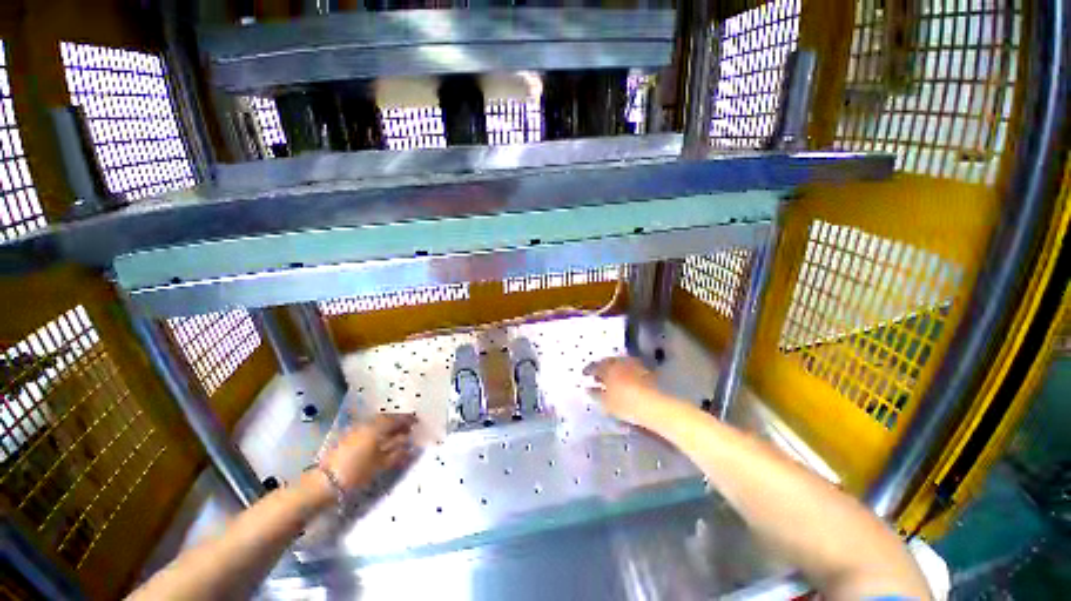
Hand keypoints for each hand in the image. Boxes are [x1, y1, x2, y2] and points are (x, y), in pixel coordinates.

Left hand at [320, 413, 416, 491]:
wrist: (323, 482)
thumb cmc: (356, 472)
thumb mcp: (380, 464)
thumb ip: (397, 452)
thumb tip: (410, 444)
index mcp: (377, 427)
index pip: (396, 419)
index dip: (408, 420)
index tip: (417, 421)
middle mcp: (367, 424)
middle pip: (386, 419)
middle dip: (398, 422)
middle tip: (409, 428)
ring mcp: (356, 430)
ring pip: (377, 424)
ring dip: (388, 427)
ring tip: (396, 434)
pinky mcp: (348, 437)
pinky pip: (369, 428)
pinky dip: (378, 431)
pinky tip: (381, 440)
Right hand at [584, 357, 659, 423]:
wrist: (654, 405)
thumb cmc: (625, 404)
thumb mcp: (606, 402)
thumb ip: (595, 394)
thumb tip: (589, 388)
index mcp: (608, 368)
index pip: (594, 366)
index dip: (588, 370)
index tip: (584, 374)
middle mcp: (620, 362)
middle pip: (608, 362)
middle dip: (601, 367)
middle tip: (597, 376)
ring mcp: (634, 365)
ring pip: (620, 364)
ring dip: (613, 369)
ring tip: (610, 379)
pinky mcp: (645, 371)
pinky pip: (630, 368)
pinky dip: (624, 372)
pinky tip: (625, 381)